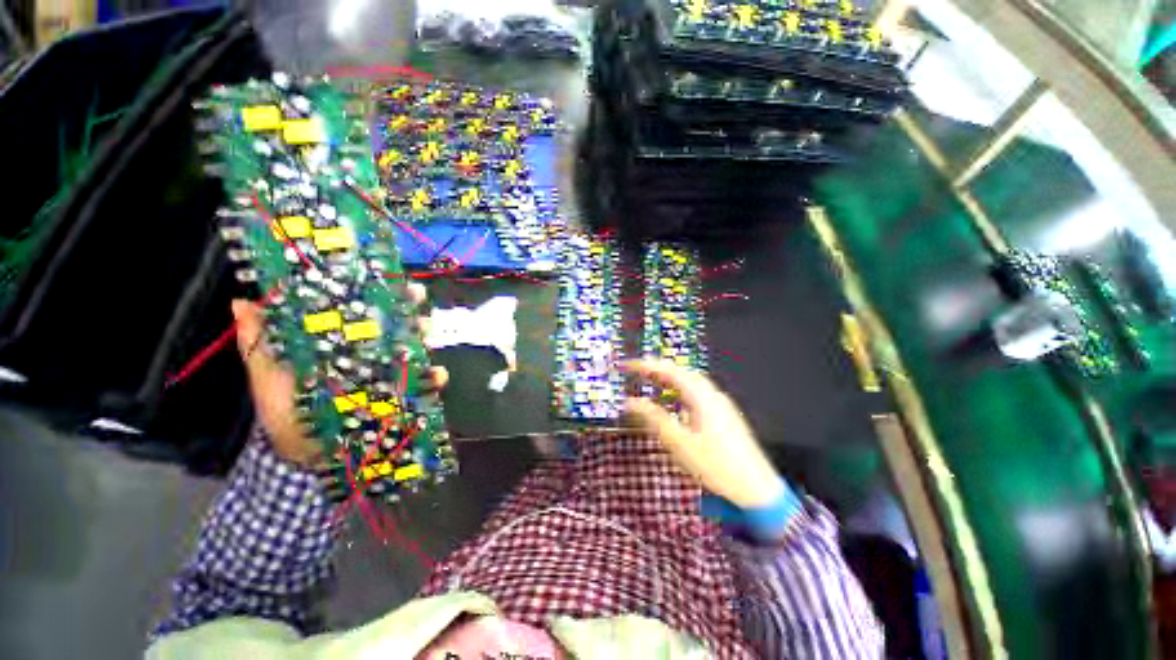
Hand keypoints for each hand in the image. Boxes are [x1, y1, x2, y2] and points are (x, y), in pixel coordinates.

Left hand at [231, 283, 447, 466]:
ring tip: (426, 330)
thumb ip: (259, 343)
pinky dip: (434, 378)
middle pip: (395, 323)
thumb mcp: (267, 376)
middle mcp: (369, 353)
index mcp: (340, 342)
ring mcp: (389, 374)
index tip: (380, 271)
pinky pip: (423, 384)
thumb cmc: (284, 413)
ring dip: (424, 335)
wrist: (304, 456)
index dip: (371, 289)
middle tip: (415, 294)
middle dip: (406, 304)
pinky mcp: (402, 396)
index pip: (360, 309)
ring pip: (413, 347)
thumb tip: (242, 301)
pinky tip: (437, 375)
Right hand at [621, 359, 784, 509]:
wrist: (756, 489)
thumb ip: (653, 418)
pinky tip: (674, 403)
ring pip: (690, 383)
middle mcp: (712, 394)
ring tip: (651, 382)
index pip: (670, 371)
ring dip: (669, 379)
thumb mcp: (679, 442)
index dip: (646, 365)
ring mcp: (720, 404)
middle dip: (657, 369)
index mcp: (701, 396)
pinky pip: (697, 394)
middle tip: (636, 372)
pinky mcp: (724, 416)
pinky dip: (679, 391)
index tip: (627, 365)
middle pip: (681, 373)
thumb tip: (630, 401)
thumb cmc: (715, 465)